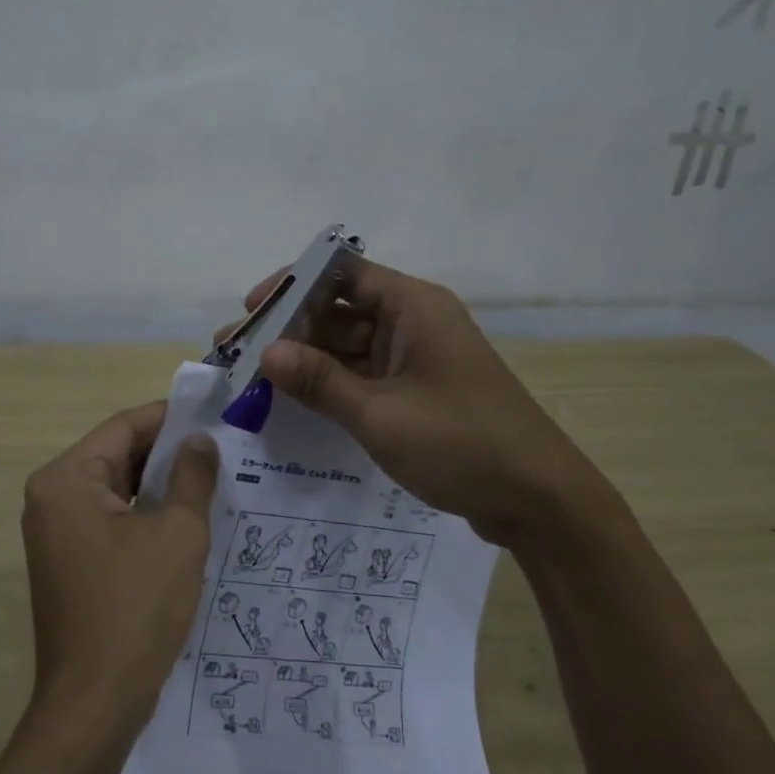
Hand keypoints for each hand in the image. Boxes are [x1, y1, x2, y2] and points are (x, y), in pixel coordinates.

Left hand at [20, 401, 218, 724]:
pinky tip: (186, 516)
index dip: (170, 417)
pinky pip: (110, 519)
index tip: (214, 412)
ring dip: (159, 483)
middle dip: (167, 451)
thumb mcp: (177, 534)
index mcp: (67, 480)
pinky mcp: (69, 561)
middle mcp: (52, 497)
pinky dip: (144, 513)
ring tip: (213, 476)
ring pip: (115, 488)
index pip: (123, 427)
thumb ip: (191, 477)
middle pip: (116, 455)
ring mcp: (57, 532)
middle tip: (222, 446)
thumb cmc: (136, 610)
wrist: (94, 705)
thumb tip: (199, 441)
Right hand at [220, 259, 627, 547]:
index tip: (251, 311)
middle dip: (288, 328)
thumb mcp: (380, 414)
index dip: (293, 285)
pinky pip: (362, 375)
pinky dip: (329, 384)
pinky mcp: (416, 391)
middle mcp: (413, 322)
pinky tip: (291, 400)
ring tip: (251, 378)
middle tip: (236, 352)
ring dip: (305, 360)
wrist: (538, 500)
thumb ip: (320, 381)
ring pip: (348, 346)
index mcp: (413, 306)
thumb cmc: (461, 444)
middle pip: (340, 310)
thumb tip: (264, 351)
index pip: (342, 273)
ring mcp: (415, 358)